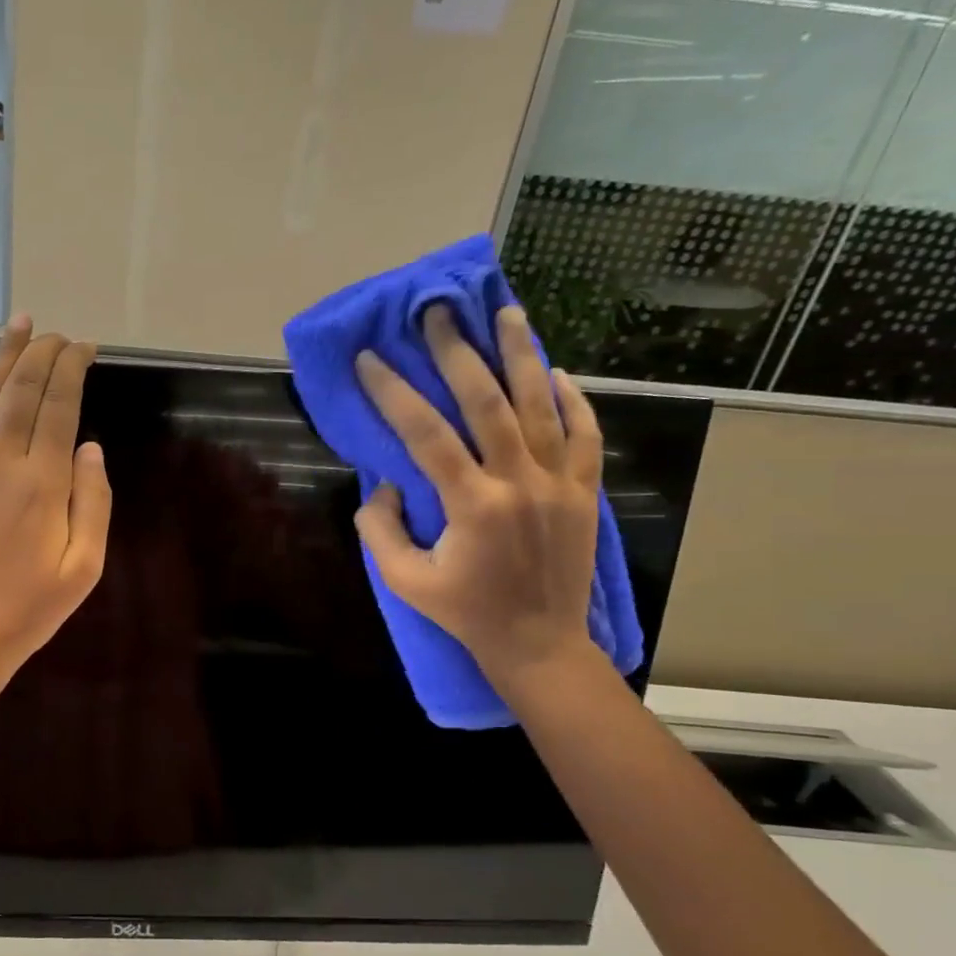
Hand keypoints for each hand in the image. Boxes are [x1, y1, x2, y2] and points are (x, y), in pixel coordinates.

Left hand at [0, 315, 112, 706]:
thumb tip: (91, 447)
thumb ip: (92, 502)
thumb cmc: (28, 611)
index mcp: (42, 483)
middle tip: (62, 333)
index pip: (59, 407)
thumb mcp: (83, 568)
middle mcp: (3, 463)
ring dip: (7, 357)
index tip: (86, 347)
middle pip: (23, 392)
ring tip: (22, 324)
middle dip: (44, 355)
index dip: (72, 370)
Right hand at [352, 304, 604, 690]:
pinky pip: (585, 433)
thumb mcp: (404, 582)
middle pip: (488, 402)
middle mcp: (520, 483)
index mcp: (472, 506)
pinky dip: (571, 398)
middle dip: (459, 352)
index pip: (426, 434)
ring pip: (541, 405)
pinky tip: (554, 370)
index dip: (394, 392)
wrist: (539, 643)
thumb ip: (380, 529)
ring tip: (507, 312)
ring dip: (521, 354)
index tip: (369, 358)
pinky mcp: (584, 491)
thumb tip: (387, 485)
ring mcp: (560, 483)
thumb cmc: (465, 613)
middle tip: (438, 313)